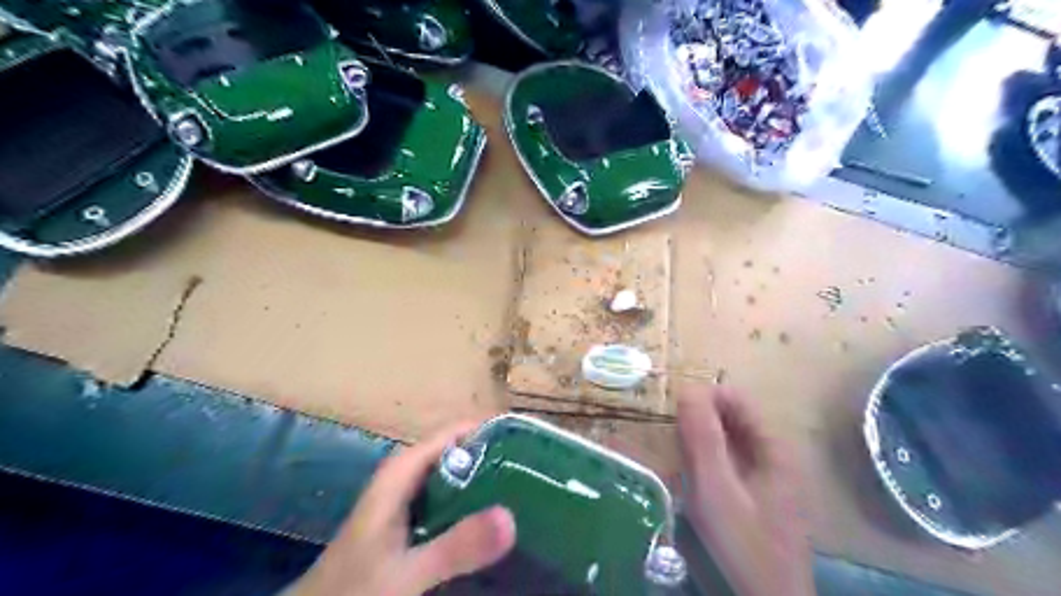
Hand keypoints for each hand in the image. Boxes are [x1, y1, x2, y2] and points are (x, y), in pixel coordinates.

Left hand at [288, 423, 517, 595]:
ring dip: (488, 480)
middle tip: (538, 469)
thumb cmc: (354, 590)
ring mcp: (409, 498)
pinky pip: (451, 501)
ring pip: (456, 476)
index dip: (491, 431)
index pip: (456, 433)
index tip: (529, 441)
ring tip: (528, 488)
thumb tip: (511, 517)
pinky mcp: (412, 521)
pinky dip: (474, 503)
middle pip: (459, 452)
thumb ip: (454, 547)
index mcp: (403, 471)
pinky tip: (496, 519)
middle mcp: (408, 476)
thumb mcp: (406, 573)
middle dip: (496, 457)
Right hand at [675, 383, 813, 594]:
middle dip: (699, 418)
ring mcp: (770, 474)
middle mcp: (776, 453)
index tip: (671, 412)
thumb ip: (702, 438)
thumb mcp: (716, 489)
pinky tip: (692, 476)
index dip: (702, 398)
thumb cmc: (743, 544)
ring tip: (674, 452)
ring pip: (729, 439)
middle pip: (733, 417)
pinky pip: (730, 460)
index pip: (735, 397)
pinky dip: (708, 458)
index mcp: (774, 446)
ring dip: (701, 438)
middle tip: (668, 435)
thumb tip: (687, 389)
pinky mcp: (760, 492)